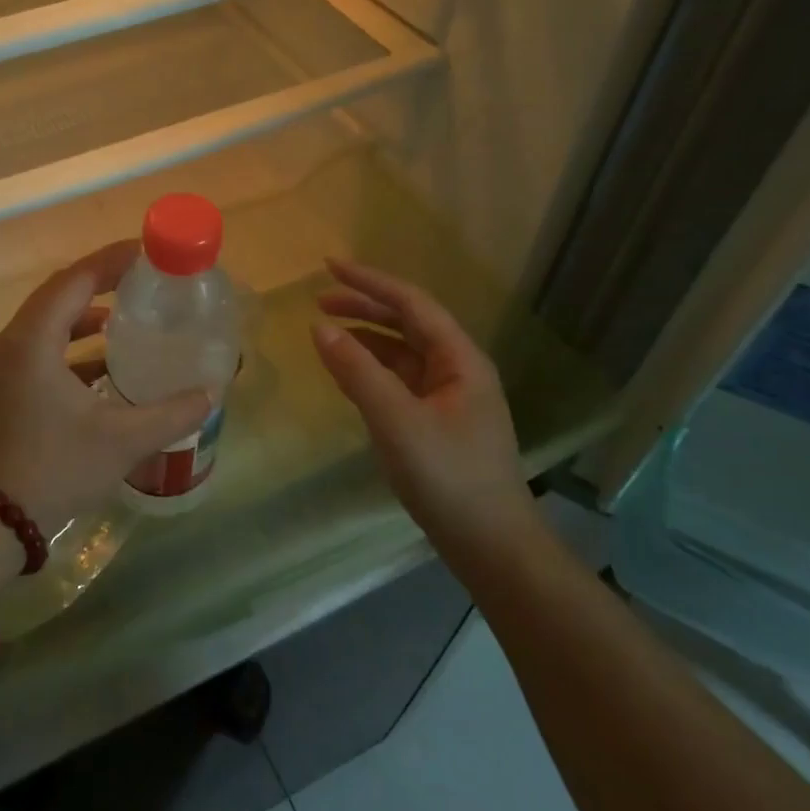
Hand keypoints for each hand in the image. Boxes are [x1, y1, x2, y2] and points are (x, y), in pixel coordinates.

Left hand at [0, 241, 213, 532]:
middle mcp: (12, 343)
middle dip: (101, 282)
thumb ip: (171, 413)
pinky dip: (72, 346)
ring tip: (127, 317)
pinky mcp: (4, 390)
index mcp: (33, 341)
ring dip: (85, 315)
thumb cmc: (55, 469)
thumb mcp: (122, 440)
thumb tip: (209, 394)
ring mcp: (3, 368)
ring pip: (48, 323)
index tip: (148, 252)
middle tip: (143, 278)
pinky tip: (105, 364)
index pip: (76, 280)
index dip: (112, 261)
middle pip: (59, 294)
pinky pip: (41, 349)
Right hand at [311, 259, 533, 545]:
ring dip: (366, 337)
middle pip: (407, 323)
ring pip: (402, 352)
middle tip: (319, 300)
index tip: (328, 266)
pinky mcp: (437, 422)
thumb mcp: (395, 420)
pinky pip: (399, 380)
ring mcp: (449, 397)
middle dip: (365, 307)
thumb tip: (319, 327)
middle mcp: (457, 368)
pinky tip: (348, 372)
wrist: (490, 544)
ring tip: (327, 332)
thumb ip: (357, 371)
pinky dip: (371, 368)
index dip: (369, 282)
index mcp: (459, 359)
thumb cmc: (447, 476)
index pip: (411, 303)